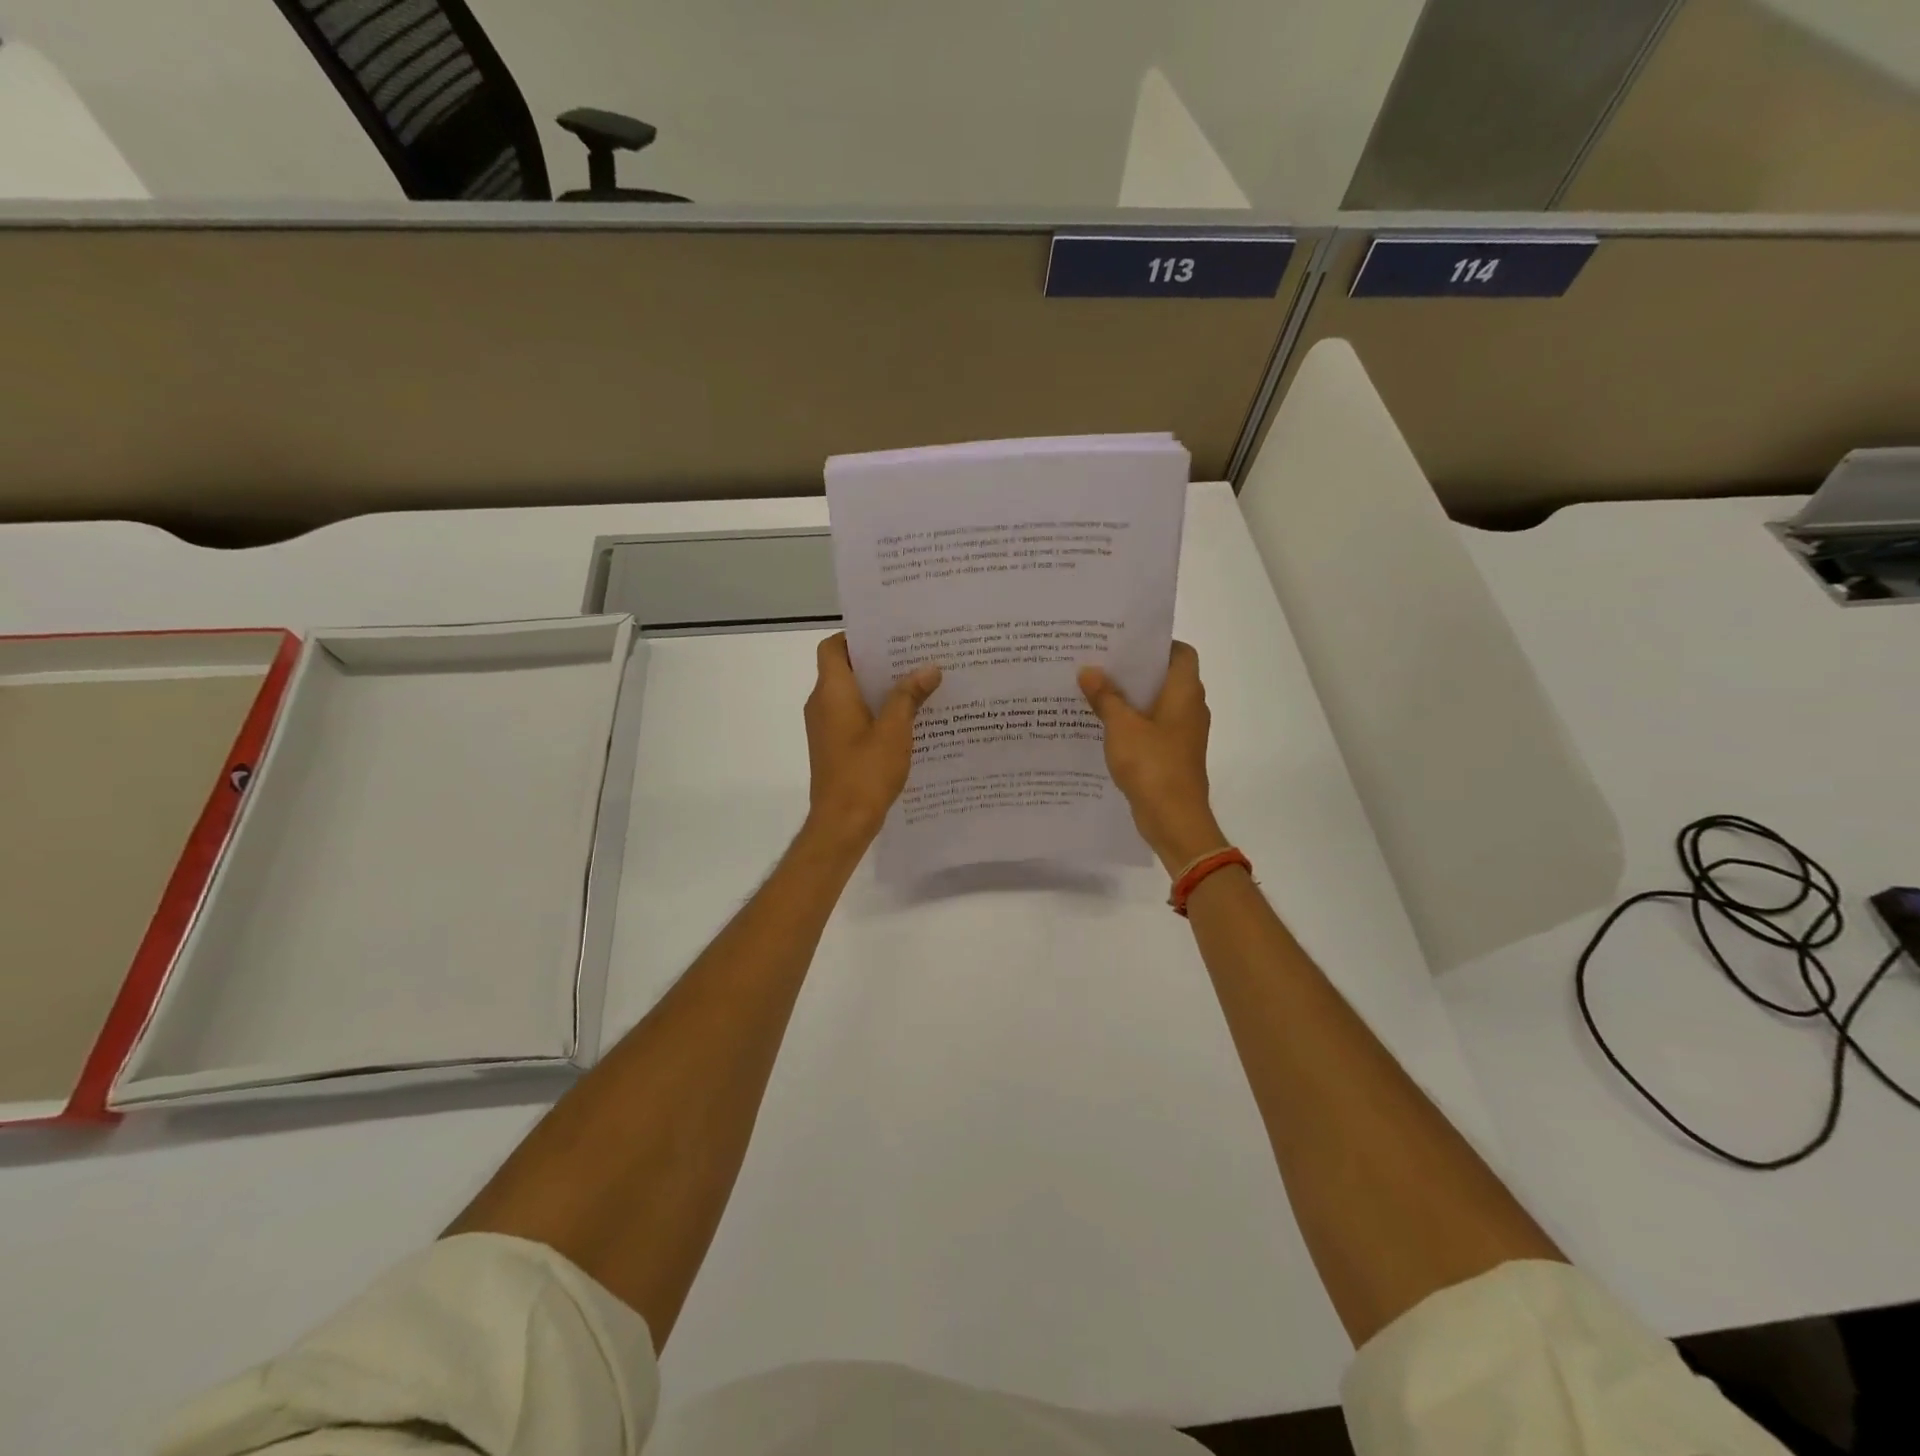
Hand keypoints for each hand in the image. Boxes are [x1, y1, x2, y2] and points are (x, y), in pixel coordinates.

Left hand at [803, 633, 940, 849]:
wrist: (841, 823)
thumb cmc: (865, 773)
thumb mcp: (895, 732)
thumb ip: (909, 696)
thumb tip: (929, 668)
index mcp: (832, 692)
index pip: (832, 647)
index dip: (856, 637)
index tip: (889, 637)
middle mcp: (822, 704)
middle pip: (844, 669)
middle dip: (878, 662)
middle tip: (914, 657)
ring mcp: (825, 727)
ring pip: (850, 694)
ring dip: (879, 688)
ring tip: (917, 685)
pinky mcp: (833, 747)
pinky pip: (852, 716)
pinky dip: (874, 711)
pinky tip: (906, 720)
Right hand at [1079, 641, 1224, 871]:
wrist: (1174, 818)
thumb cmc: (1152, 764)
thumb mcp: (1121, 726)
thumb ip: (1105, 696)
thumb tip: (1089, 670)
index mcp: (1185, 692)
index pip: (1181, 652)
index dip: (1157, 643)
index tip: (1125, 641)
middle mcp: (1190, 707)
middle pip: (1165, 677)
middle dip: (1134, 670)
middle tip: (1100, 661)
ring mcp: (1183, 733)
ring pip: (1156, 703)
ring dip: (1130, 697)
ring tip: (1094, 688)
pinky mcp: (1173, 754)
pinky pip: (1152, 727)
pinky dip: (1132, 722)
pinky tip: (1103, 724)